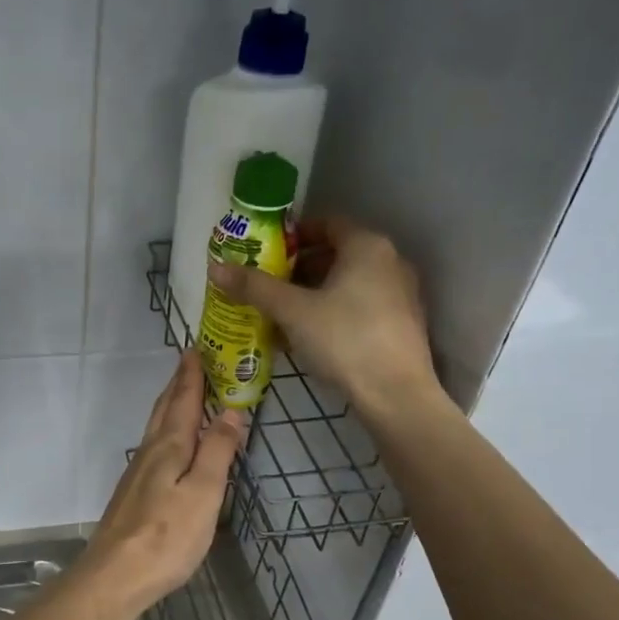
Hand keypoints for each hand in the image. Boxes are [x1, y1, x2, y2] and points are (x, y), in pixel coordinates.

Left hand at [84, 352, 246, 611]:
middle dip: (179, 384)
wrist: (115, 575)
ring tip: (184, 395)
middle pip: (165, 409)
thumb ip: (217, 451)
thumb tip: (231, 409)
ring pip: (156, 428)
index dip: (192, 374)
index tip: (197, 348)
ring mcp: (137, 473)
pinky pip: (154, 447)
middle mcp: (149, 452)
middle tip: (191, 362)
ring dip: (171, 406)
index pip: (183, 400)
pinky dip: (167, 432)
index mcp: (169, 447)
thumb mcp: (203, 492)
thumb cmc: (167, 535)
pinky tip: (170, 444)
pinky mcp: (133, 493)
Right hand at [209, 215, 444, 418]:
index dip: (293, 236)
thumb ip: (255, 287)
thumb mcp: (292, 312)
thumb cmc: (344, 340)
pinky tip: (308, 337)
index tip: (266, 253)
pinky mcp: (402, 324)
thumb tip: (216, 268)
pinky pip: (359, 306)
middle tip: (267, 286)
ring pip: (347, 284)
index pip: (326, 224)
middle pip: (336, 255)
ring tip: (281, 315)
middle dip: (298, 269)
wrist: (395, 395)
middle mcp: (390, 262)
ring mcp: (400, 294)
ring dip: (313, 294)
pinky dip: (332, 313)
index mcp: (367, 246)